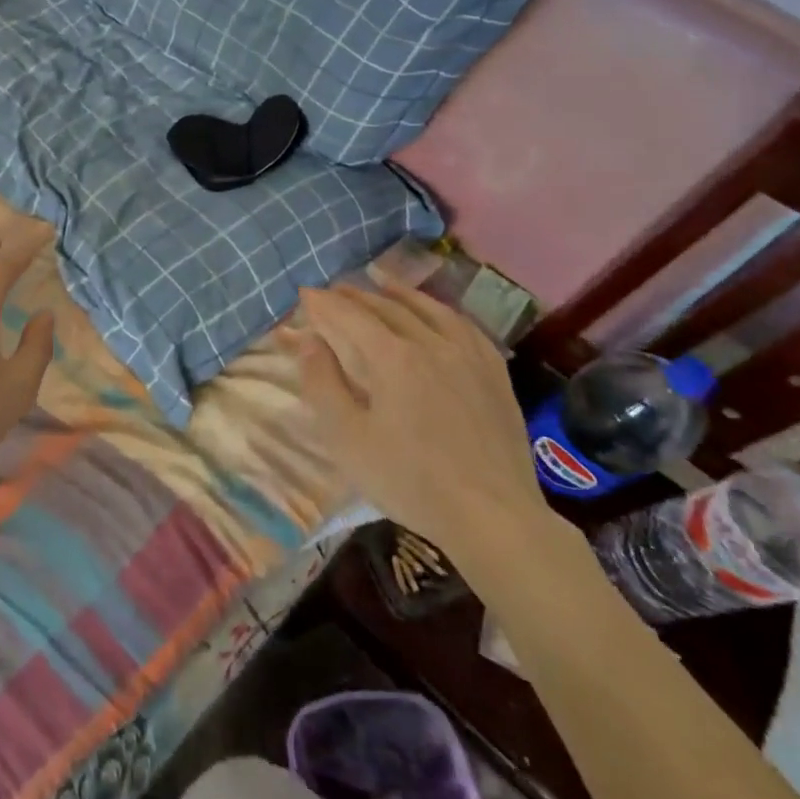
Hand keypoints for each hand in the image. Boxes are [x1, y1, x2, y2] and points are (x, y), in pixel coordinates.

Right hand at [298, 283, 549, 567]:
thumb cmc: (410, 480)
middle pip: (386, 307)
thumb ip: (322, 382)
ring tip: (381, 281)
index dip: (324, 302)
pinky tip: (437, 313)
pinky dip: (442, 311)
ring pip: (428, 309)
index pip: (350, 316)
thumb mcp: (347, 438)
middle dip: (355, 295)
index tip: (304, 294)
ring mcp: (468, 356)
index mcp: (392, 357)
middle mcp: (431, 343)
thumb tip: (307, 339)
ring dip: (398, 293)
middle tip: (333, 290)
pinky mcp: (495, 374)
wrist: (494, 516)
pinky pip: (465, 327)